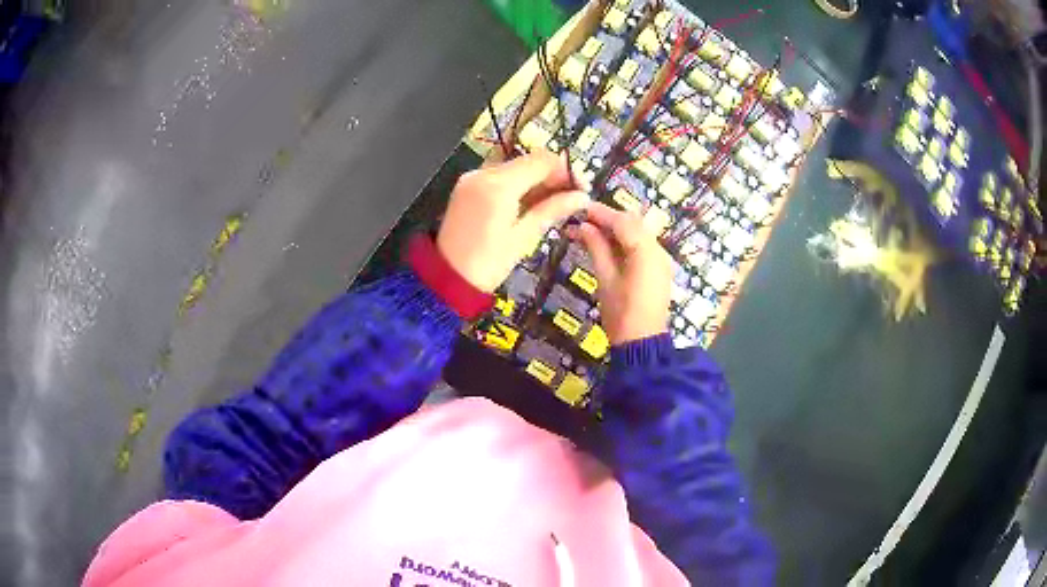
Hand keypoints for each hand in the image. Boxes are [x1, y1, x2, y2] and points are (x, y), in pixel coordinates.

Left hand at [438, 150, 588, 291]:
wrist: (447, 279)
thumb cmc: (488, 264)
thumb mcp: (524, 237)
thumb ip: (552, 210)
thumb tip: (582, 197)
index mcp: (498, 185)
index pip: (542, 160)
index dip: (566, 171)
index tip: (580, 189)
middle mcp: (483, 172)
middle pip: (529, 161)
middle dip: (552, 176)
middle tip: (570, 198)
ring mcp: (472, 177)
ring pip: (515, 167)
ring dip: (537, 180)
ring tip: (552, 204)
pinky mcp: (467, 185)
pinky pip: (500, 176)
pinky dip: (518, 185)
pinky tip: (529, 203)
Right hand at [570, 202, 671, 344]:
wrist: (642, 343)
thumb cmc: (621, 314)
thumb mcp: (605, 279)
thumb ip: (596, 248)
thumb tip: (583, 227)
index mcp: (645, 251)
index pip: (621, 221)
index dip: (599, 213)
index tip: (578, 209)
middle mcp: (658, 249)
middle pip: (632, 223)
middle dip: (607, 219)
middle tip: (582, 222)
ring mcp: (661, 259)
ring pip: (638, 233)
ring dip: (616, 230)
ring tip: (589, 233)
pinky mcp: (659, 269)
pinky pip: (642, 246)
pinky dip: (625, 242)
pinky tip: (606, 246)